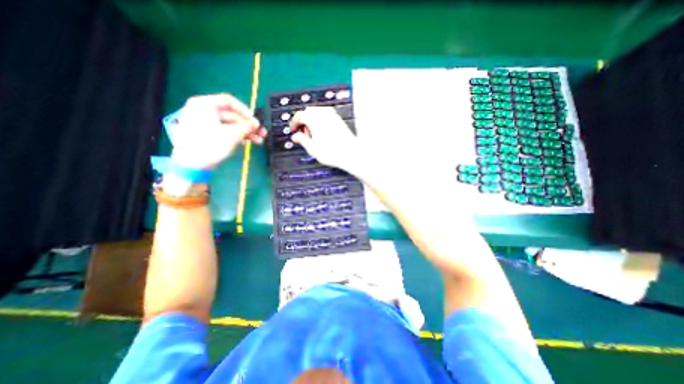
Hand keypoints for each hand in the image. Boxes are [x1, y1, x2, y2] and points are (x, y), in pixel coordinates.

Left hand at [171, 93, 266, 168]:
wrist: (191, 165)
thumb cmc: (210, 145)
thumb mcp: (232, 134)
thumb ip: (246, 127)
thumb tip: (256, 124)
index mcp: (205, 104)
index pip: (229, 101)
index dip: (245, 111)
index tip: (255, 121)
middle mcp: (204, 110)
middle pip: (231, 114)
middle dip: (248, 125)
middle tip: (262, 133)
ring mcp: (205, 122)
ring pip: (230, 124)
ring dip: (245, 132)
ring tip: (258, 141)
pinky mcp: (207, 133)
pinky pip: (225, 130)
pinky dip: (236, 135)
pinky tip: (247, 142)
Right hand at [287, 106, 362, 171]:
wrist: (351, 153)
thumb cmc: (331, 152)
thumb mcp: (312, 149)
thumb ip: (302, 140)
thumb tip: (295, 136)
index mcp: (314, 118)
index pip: (299, 115)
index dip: (294, 123)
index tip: (293, 131)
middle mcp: (323, 113)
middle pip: (308, 112)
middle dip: (304, 121)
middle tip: (305, 135)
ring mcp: (333, 115)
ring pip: (318, 112)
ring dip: (312, 121)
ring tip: (315, 136)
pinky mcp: (339, 119)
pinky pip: (326, 115)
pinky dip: (321, 121)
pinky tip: (323, 133)